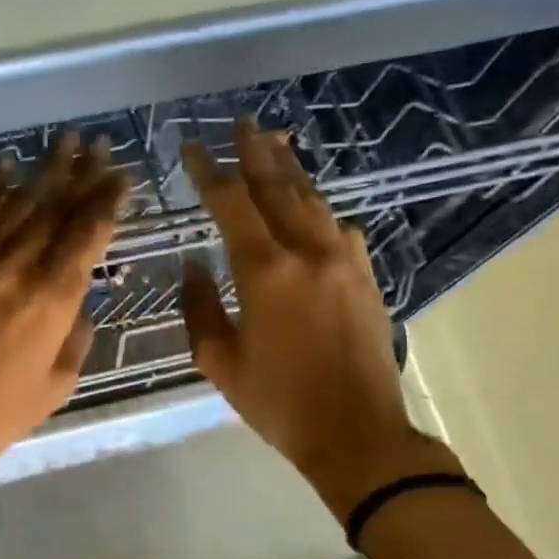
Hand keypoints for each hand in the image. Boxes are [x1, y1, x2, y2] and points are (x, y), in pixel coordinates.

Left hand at [0, 132, 125, 473]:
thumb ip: (75, 338)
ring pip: (14, 202)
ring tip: (64, 143)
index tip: (120, 176)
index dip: (107, 200)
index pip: (88, 234)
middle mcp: (17, 265)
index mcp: (53, 298)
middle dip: (80, 172)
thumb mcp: (56, 387)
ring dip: (42, 170)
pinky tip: (5, 168)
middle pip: (54, 206)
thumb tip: (79, 305)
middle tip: (98, 144)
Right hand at [179, 119, 458, 519]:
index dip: (209, 172)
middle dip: (256, 153)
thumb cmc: (279, 403)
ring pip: (314, 202)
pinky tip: (315, 210)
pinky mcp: (366, 278)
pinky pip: (339, 230)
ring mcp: (344, 262)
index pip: (231, 204)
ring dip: (291, 172)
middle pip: (278, 188)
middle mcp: (308, 252)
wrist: (358, 434)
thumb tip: (194, 266)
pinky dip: (320, 212)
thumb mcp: (220, 362)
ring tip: (277, 144)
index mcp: (265, 271)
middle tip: (243, 124)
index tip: (192, 148)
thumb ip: (199, 308)